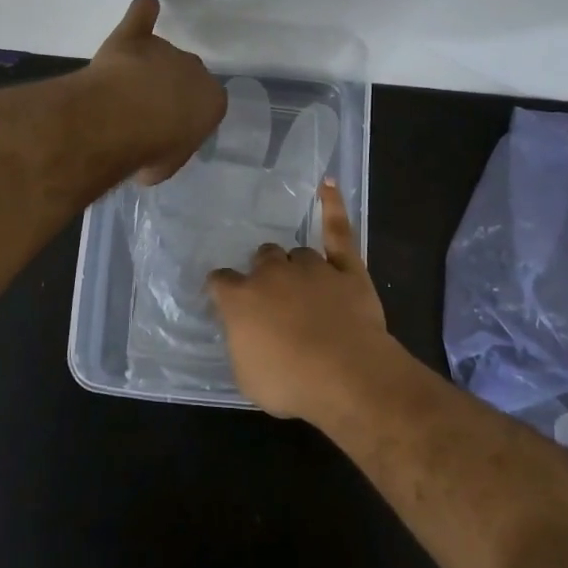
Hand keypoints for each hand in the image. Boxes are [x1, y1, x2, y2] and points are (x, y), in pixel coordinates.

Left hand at [86, 0, 226, 183]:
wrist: (117, 121)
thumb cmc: (149, 149)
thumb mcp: (166, 165)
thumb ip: (169, 151)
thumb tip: (157, 152)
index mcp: (212, 102)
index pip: (206, 105)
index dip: (185, 116)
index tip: (168, 128)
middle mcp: (195, 69)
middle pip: (186, 74)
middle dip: (169, 88)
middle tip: (146, 108)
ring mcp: (165, 49)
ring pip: (161, 53)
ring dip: (147, 66)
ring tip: (122, 89)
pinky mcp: (133, 36)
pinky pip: (143, 15)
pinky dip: (144, 12)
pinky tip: (145, 8)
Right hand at [207, 182, 395, 419]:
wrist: (346, 374)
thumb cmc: (290, 382)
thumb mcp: (247, 375)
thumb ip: (241, 344)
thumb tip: (244, 330)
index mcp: (241, 298)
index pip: (221, 281)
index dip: (223, 289)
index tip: (225, 298)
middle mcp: (271, 273)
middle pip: (263, 258)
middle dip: (265, 273)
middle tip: (274, 298)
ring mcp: (311, 266)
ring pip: (298, 252)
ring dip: (296, 266)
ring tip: (304, 285)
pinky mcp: (346, 267)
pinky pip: (338, 229)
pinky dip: (332, 206)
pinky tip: (328, 184)